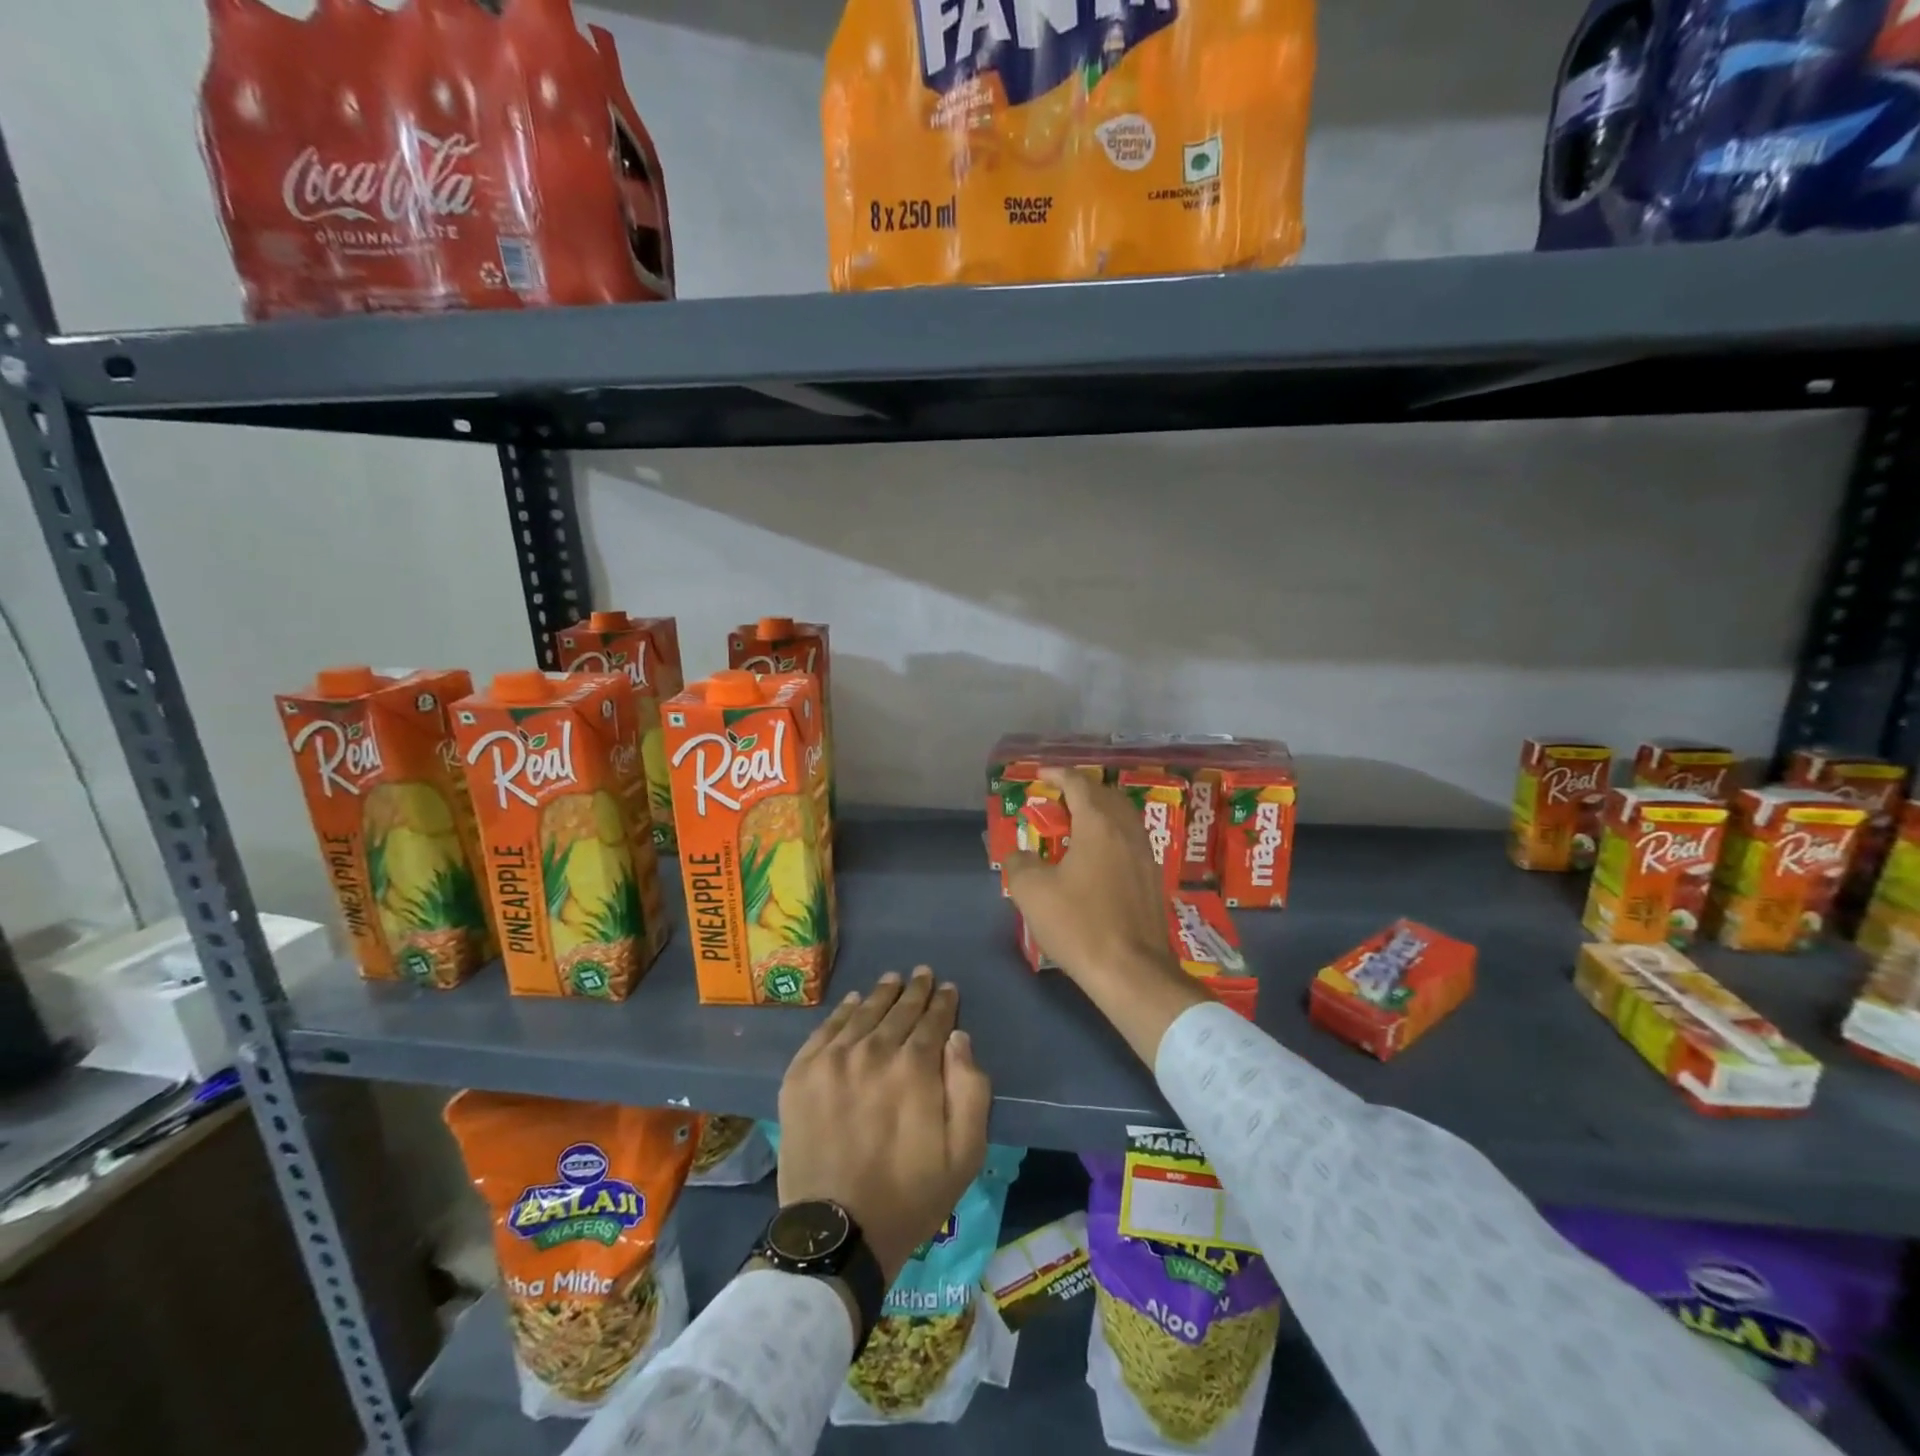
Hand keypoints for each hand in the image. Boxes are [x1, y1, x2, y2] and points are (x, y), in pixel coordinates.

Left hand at [776, 968, 990, 1283]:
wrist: (836, 1232)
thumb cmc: (910, 1196)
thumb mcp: (964, 1153)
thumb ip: (971, 1089)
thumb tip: (958, 1038)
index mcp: (914, 1068)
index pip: (933, 1020)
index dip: (943, 1002)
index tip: (948, 988)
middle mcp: (873, 1051)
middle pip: (899, 1010)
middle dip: (915, 990)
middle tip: (922, 973)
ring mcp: (833, 1060)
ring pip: (863, 1013)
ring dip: (881, 994)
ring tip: (893, 979)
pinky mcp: (801, 1074)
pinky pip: (826, 1029)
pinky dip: (843, 1011)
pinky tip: (853, 1001)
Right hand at [1003, 768, 1208, 1065]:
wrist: (1131, 971)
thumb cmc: (1079, 924)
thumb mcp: (1032, 892)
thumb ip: (1020, 863)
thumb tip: (1019, 855)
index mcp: (1098, 825)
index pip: (1078, 785)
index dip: (1058, 775)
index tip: (1040, 775)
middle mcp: (1127, 831)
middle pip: (1106, 795)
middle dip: (1081, 790)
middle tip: (1057, 798)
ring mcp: (1145, 855)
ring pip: (1123, 816)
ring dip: (1100, 810)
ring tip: (1077, 822)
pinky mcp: (1153, 879)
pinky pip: (1131, 839)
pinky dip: (1112, 833)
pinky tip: (1099, 854)